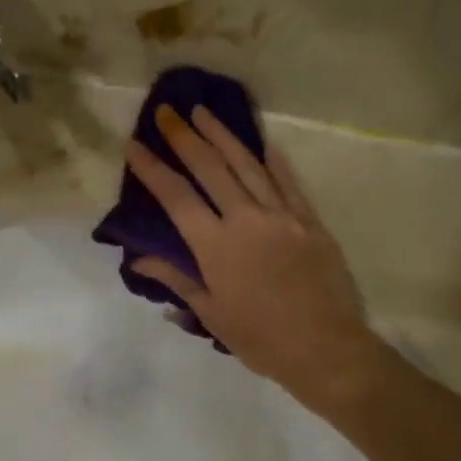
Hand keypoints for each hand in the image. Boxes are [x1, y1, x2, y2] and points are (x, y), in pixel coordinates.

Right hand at [125, 105, 385, 409]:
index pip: (176, 197)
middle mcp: (246, 220)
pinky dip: (270, 159)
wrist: (326, 349)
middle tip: (166, 111)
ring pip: (247, 164)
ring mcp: (282, 215)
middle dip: (184, 137)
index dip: (152, 169)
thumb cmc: (261, 340)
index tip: (134, 144)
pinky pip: (287, 181)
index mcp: (216, 246)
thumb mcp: (211, 314)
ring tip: (203, 112)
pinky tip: (258, 141)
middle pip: (210, 168)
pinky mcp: (309, 220)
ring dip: (222, 136)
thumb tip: (139, 260)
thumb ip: (177, 279)